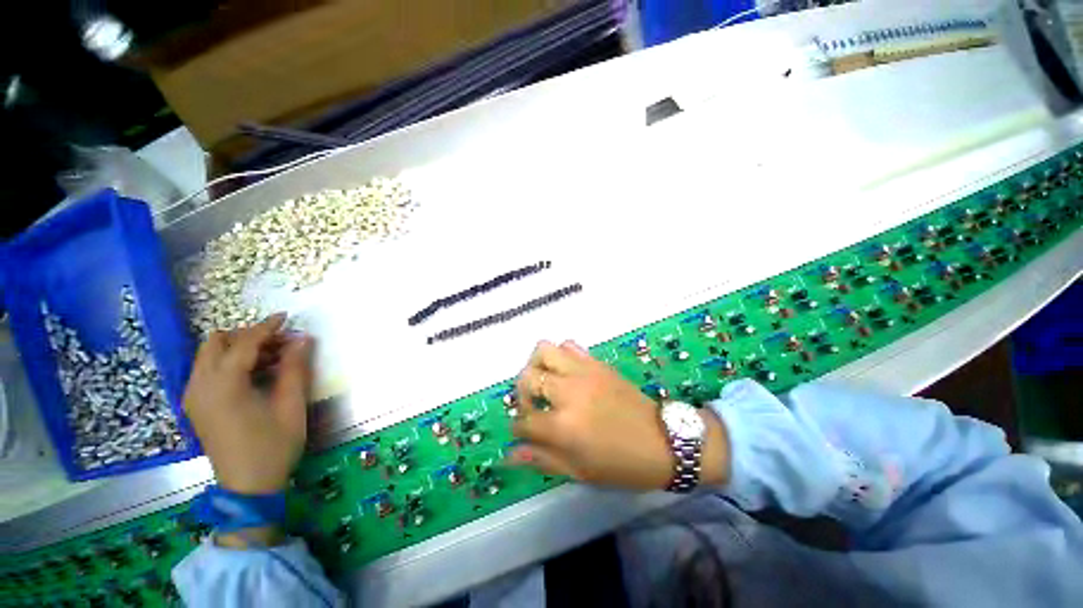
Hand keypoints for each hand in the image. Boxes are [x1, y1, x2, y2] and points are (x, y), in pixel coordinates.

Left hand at [183, 313, 314, 495]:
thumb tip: (303, 339)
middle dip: (248, 336)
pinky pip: (208, 371)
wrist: (247, 487)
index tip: (286, 318)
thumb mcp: (291, 406)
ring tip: (272, 359)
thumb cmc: (273, 446)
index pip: (243, 344)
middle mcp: (200, 386)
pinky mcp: (196, 406)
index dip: (266, 328)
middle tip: (279, 344)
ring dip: (239, 349)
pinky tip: (255, 375)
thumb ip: (295, 369)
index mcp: (223, 386)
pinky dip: (230, 363)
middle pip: (216, 343)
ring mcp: (194, 397)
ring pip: (209, 356)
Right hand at [510, 340, 729, 490]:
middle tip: (534, 407)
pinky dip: (561, 356)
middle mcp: (568, 392)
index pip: (523, 421)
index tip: (525, 433)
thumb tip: (509, 454)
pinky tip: (567, 373)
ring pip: (544, 350)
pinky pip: (569, 345)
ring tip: (546, 382)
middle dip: (521, 394)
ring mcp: (583, 372)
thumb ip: (542, 459)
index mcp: (563, 426)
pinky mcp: (596, 362)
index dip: (519, 429)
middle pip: (526, 378)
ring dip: (537, 366)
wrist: (664, 441)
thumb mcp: (580, 472)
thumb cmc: (621, 464)